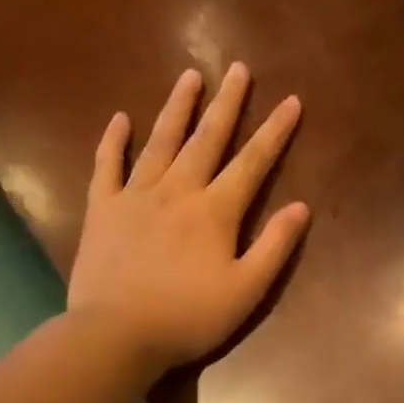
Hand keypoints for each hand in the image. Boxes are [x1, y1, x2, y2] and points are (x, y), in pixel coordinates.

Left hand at [67, 64, 309, 373]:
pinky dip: (114, 141)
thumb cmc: (190, 317)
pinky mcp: (102, 210)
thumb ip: (275, 246)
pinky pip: (107, 166)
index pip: (252, 163)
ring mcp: (135, 196)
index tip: (291, 101)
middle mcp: (177, 191)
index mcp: (215, 211)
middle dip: (227, 104)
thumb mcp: (247, 290)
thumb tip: (301, 207)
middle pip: (207, 139)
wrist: (116, 334)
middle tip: (239, 68)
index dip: (275, 132)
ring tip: (190, 77)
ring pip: (160, 142)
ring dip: (177, 108)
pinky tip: (120, 119)